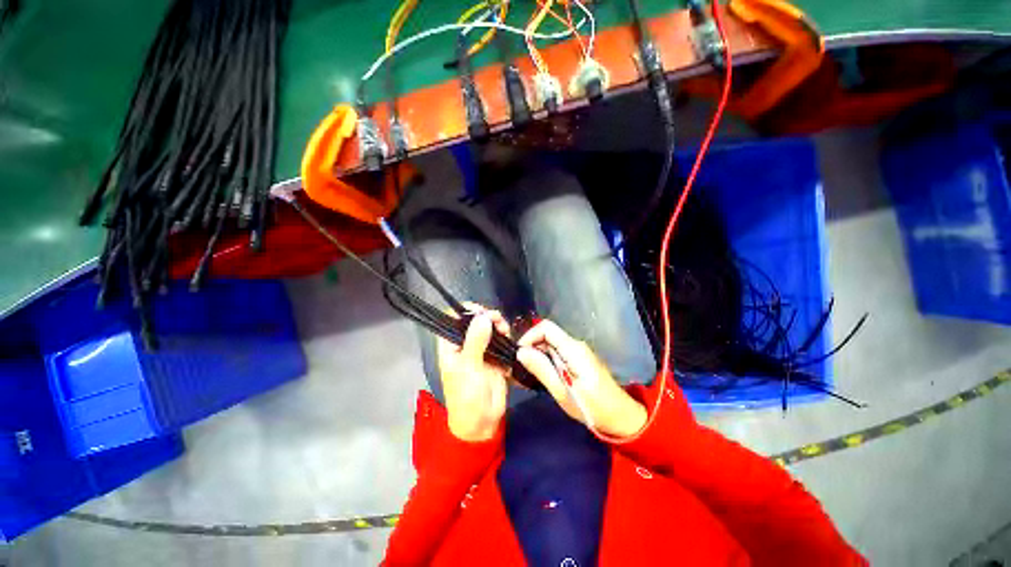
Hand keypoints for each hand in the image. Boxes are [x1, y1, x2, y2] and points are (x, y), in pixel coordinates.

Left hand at [437, 304, 511, 441]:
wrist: (482, 422)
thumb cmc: (467, 397)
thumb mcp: (468, 368)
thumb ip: (475, 341)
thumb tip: (483, 316)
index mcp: (451, 346)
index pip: (452, 319)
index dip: (465, 312)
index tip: (481, 312)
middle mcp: (465, 345)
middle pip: (474, 321)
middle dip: (486, 317)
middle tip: (497, 321)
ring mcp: (481, 350)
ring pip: (488, 329)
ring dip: (498, 325)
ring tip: (505, 331)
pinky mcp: (495, 356)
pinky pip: (500, 340)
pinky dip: (505, 336)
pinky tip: (509, 339)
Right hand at [517, 320, 646, 438]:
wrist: (621, 418)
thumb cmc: (593, 407)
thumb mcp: (563, 391)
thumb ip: (542, 369)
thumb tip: (521, 351)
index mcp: (573, 348)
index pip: (546, 327)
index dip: (529, 336)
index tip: (519, 353)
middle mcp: (576, 345)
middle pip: (548, 334)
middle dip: (531, 346)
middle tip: (520, 366)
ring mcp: (578, 352)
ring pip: (552, 344)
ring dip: (538, 354)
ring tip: (527, 372)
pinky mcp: (579, 360)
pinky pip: (558, 352)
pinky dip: (546, 359)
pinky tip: (542, 374)